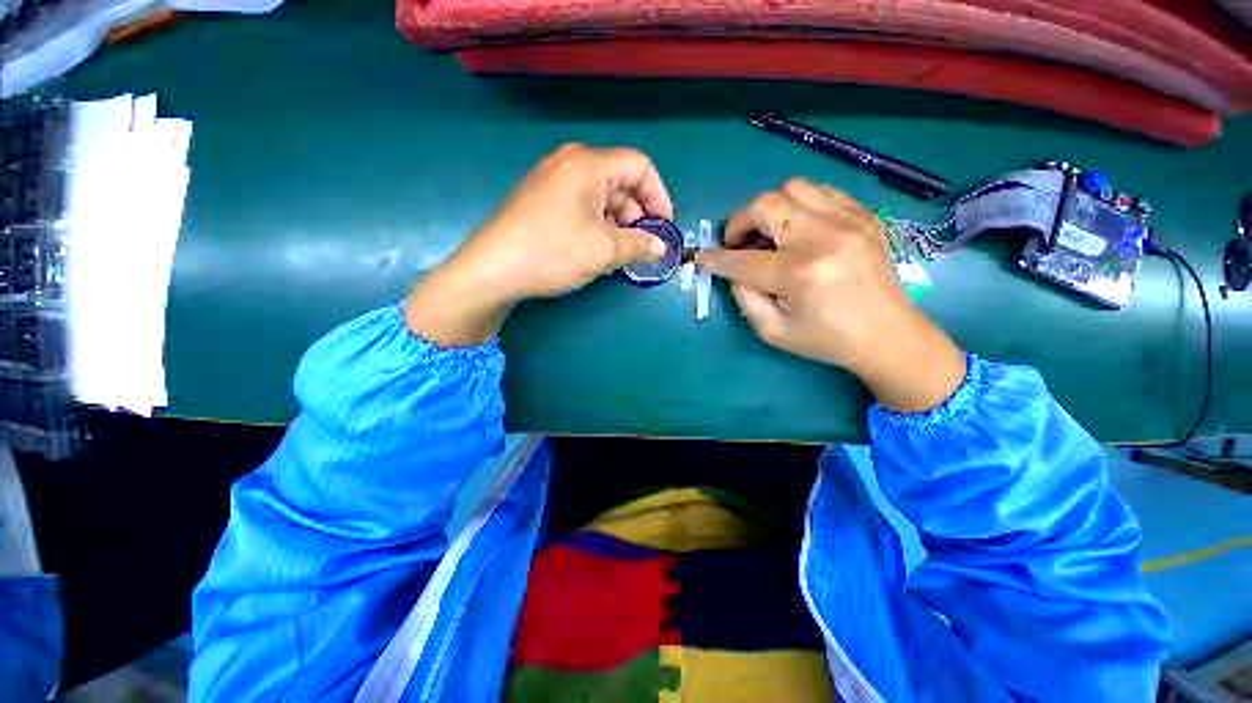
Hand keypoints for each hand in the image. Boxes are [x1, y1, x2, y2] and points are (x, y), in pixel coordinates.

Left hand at [406, 144, 672, 344]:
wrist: (493, 269)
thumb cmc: (553, 252)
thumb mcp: (605, 250)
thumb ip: (640, 245)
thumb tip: (660, 247)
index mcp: (589, 164)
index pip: (640, 167)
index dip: (659, 197)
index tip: (664, 229)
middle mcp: (571, 164)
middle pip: (621, 182)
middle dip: (638, 215)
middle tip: (642, 247)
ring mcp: (553, 181)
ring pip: (602, 197)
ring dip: (618, 224)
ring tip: (621, 254)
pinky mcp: (542, 201)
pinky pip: (582, 207)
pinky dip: (598, 226)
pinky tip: (598, 250)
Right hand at [696, 178, 965, 412]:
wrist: (888, 334)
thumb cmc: (826, 339)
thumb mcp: (773, 332)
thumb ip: (745, 298)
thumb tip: (734, 272)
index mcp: (799, 274)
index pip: (742, 260)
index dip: (716, 259)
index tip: (702, 257)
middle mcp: (822, 237)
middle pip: (766, 205)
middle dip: (740, 222)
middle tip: (739, 243)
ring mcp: (847, 220)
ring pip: (793, 188)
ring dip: (771, 209)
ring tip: (769, 233)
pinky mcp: (863, 215)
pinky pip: (821, 191)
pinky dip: (800, 205)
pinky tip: (798, 228)